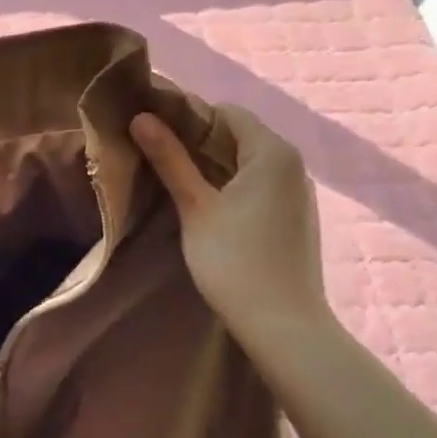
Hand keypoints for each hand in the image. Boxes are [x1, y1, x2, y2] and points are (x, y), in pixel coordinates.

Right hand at [130, 105, 330, 334]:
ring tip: (173, 179)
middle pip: (237, 135)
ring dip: (211, 164)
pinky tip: (205, 205)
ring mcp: (296, 191)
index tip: (152, 132)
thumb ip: (170, 159)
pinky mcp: (293, 215)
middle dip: (196, 141)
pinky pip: (257, 184)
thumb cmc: (234, 261)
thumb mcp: (195, 207)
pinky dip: (229, 184)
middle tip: (154, 155)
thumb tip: (140, 117)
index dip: (187, 116)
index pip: (225, 112)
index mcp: (272, 151)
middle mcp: (292, 163)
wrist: (283, 325)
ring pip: (246, 161)